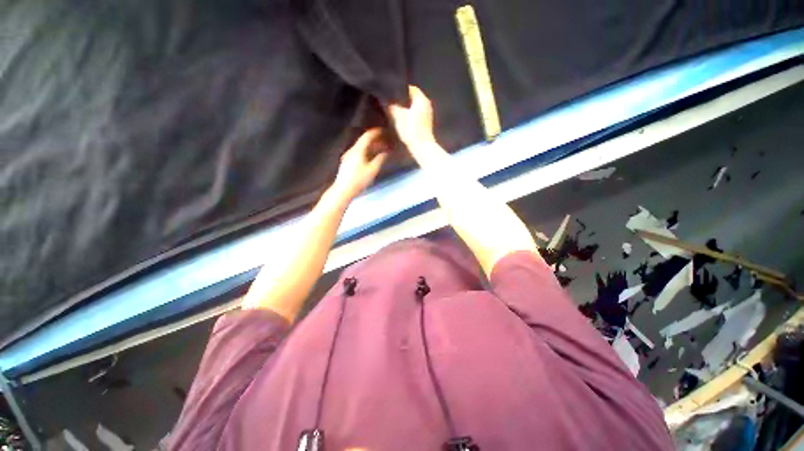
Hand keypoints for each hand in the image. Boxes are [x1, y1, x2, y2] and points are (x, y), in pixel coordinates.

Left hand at [330, 128, 387, 200]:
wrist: (343, 190)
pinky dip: (367, 152)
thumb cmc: (359, 180)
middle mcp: (352, 150)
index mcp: (358, 150)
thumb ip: (380, 159)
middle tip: (385, 141)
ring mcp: (348, 156)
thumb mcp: (373, 170)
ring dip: (371, 147)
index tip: (384, 131)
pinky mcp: (347, 162)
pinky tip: (371, 158)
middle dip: (375, 140)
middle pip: (364, 141)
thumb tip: (385, 152)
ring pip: (361, 147)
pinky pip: (359, 153)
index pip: (368, 136)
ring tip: (380, 150)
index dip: (376, 132)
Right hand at [388, 85, 435, 146]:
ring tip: (393, 111)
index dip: (399, 90)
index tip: (390, 94)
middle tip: (390, 102)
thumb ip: (391, 106)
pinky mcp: (425, 123)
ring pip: (413, 106)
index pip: (409, 88)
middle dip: (401, 99)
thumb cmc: (411, 130)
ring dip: (404, 108)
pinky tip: (400, 120)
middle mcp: (426, 104)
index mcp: (422, 99)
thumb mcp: (398, 116)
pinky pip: (415, 114)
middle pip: (411, 97)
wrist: (422, 147)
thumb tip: (385, 100)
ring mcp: (427, 114)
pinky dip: (408, 115)